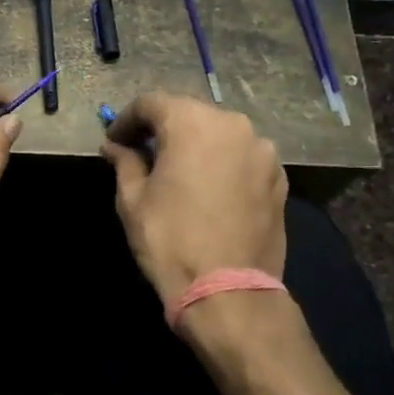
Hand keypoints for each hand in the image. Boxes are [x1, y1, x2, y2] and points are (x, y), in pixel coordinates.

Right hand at [100, 92, 287, 303]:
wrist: (229, 291)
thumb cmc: (170, 239)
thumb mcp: (132, 199)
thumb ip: (125, 162)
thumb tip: (115, 147)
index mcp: (192, 123)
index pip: (151, 103)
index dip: (126, 120)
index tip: (113, 142)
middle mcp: (233, 125)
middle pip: (189, 114)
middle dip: (162, 129)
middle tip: (141, 153)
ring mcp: (263, 151)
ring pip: (219, 134)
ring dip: (195, 145)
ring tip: (177, 172)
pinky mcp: (279, 178)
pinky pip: (242, 157)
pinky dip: (221, 163)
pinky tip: (208, 189)